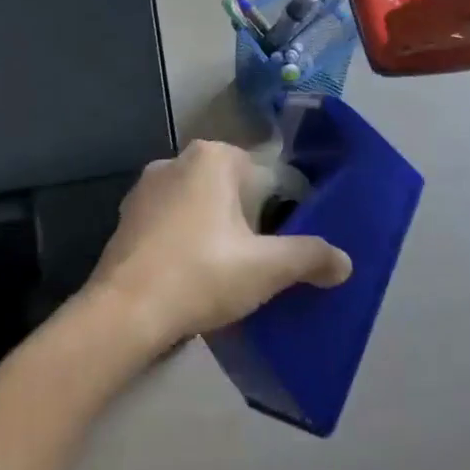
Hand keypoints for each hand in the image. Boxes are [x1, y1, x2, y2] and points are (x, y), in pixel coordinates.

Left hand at [88, 141, 351, 348]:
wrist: (124, 312)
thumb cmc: (201, 274)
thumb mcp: (265, 268)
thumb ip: (309, 258)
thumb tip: (345, 262)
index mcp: (212, 157)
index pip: (261, 174)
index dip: (276, 211)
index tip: (276, 247)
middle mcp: (175, 160)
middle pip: (228, 188)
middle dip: (243, 221)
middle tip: (253, 263)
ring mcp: (144, 187)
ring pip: (196, 205)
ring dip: (211, 231)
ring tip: (222, 274)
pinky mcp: (125, 217)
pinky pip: (168, 222)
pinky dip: (182, 242)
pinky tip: (187, 277)